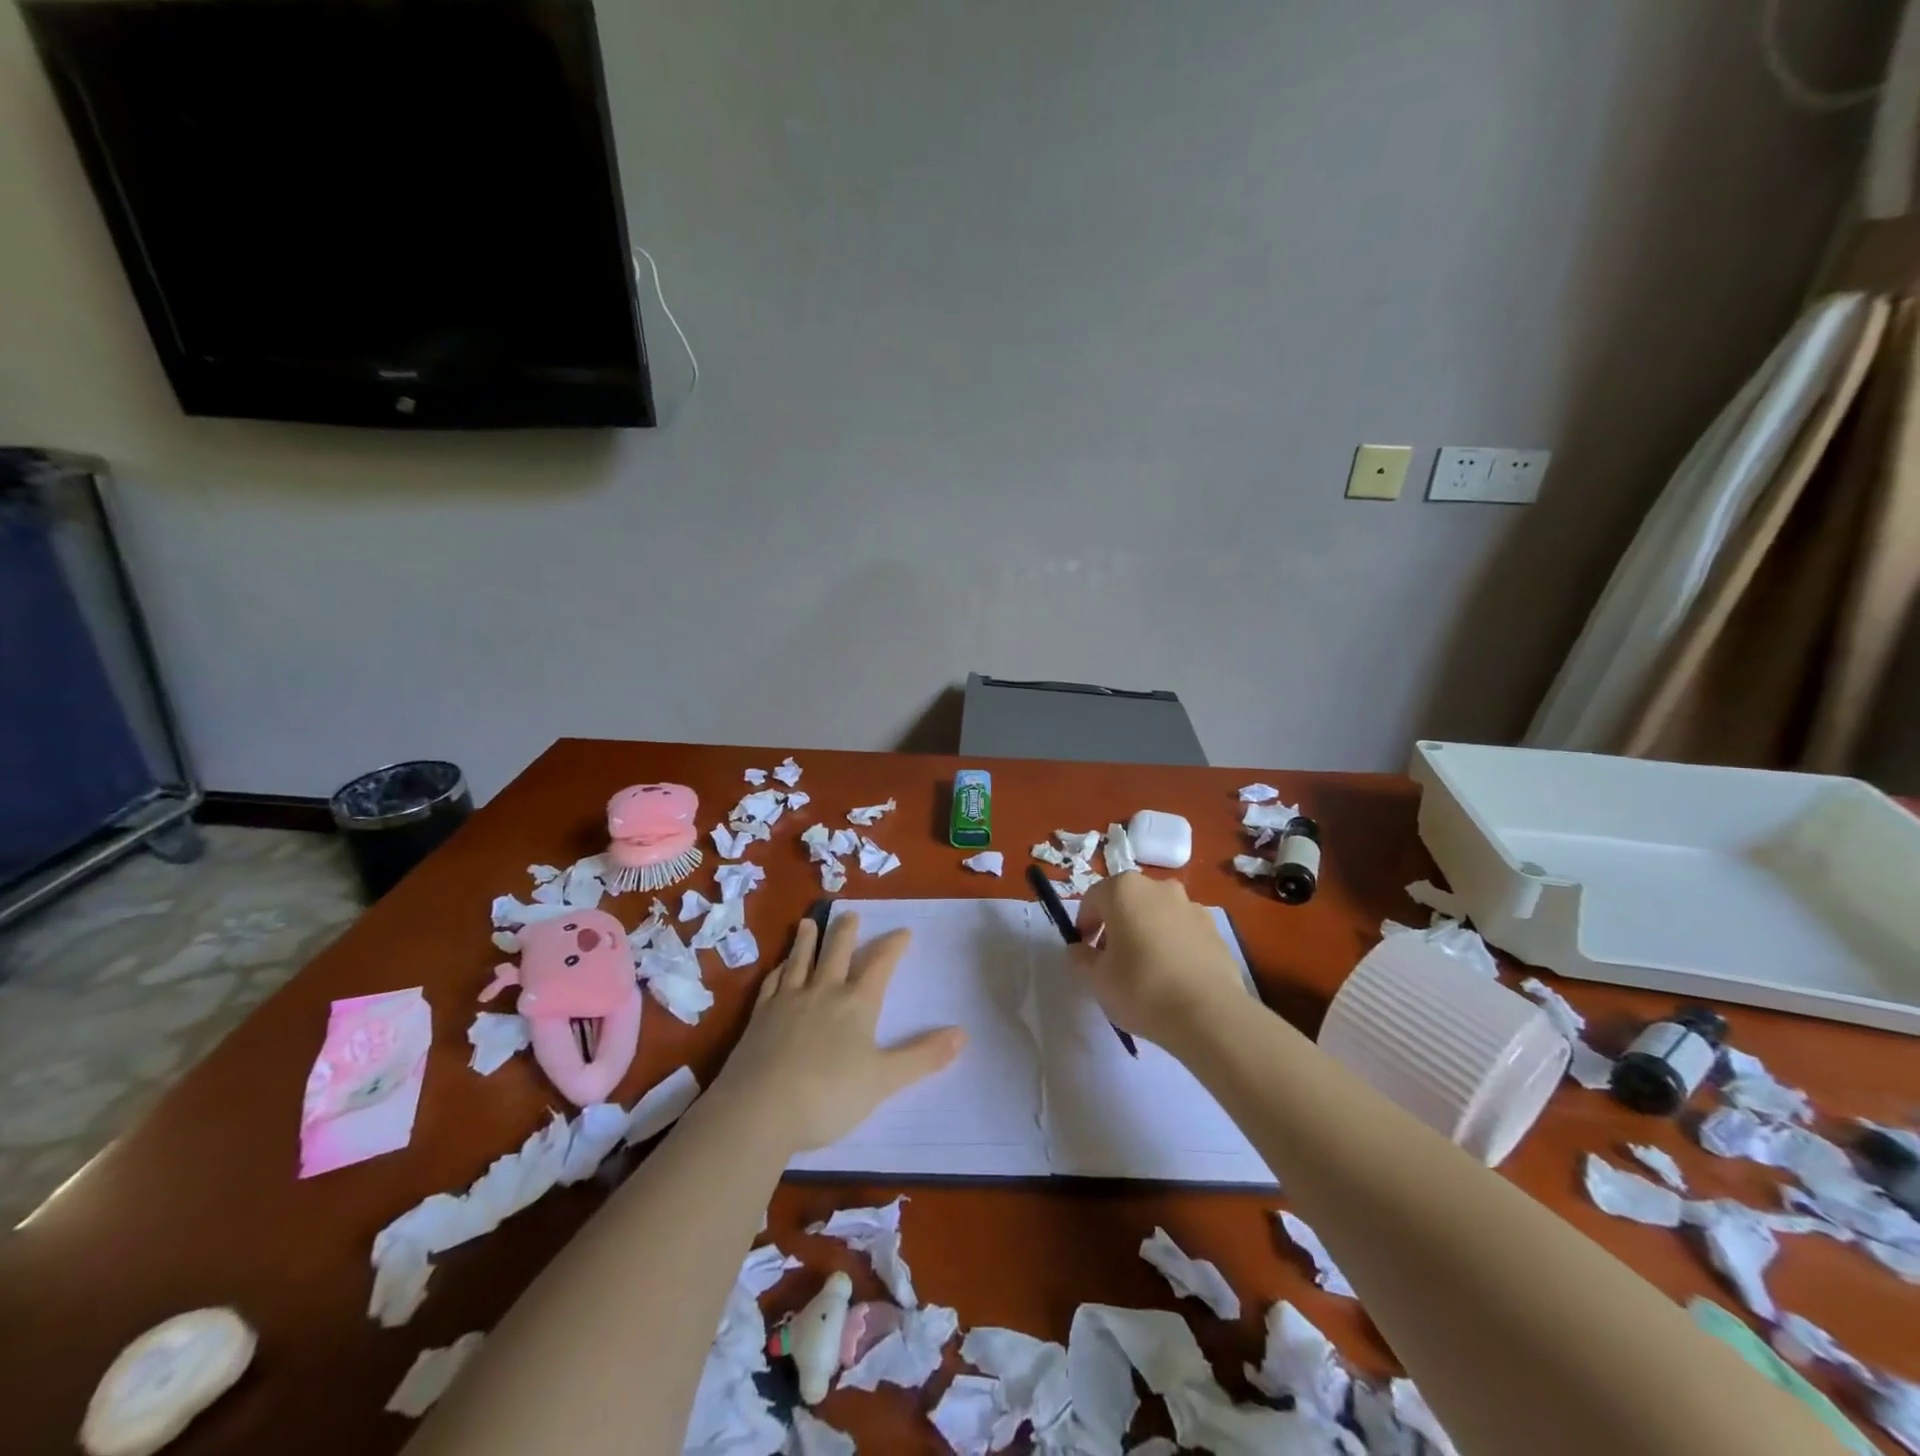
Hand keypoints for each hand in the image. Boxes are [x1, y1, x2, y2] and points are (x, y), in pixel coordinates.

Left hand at [713, 913, 966, 1152]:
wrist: (759, 1109)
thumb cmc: (829, 1095)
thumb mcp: (884, 1080)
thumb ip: (922, 1057)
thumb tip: (963, 1034)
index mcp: (856, 1004)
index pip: (880, 965)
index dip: (893, 946)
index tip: (903, 931)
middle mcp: (823, 992)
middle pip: (837, 952)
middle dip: (846, 931)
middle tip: (850, 913)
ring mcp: (787, 1001)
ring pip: (801, 960)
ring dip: (807, 940)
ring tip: (809, 922)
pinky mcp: (759, 1016)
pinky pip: (772, 983)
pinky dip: (779, 969)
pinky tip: (779, 967)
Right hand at [1071, 874, 1246, 1047]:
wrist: (1209, 1014)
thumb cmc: (1141, 988)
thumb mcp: (1096, 979)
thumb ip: (1080, 958)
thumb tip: (1079, 949)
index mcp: (1124, 890)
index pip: (1092, 899)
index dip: (1084, 925)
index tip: (1085, 952)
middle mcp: (1159, 887)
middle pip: (1127, 902)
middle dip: (1116, 926)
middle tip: (1112, 961)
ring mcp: (1191, 906)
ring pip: (1157, 914)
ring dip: (1146, 932)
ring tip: (1147, 971)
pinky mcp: (1215, 930)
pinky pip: (1182, 931)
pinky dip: (1173, 945)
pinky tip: (1174, 977)